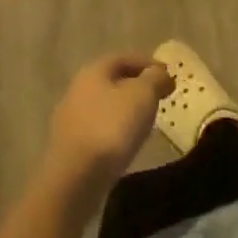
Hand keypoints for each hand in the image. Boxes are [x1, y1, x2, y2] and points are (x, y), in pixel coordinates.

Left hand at [42, 53, 173, 199]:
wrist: (75, 179)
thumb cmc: (112, 128)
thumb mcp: (143, 95)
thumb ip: (155, 79)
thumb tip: (160, 73)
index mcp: (93, 71)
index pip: (124, 58)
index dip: (149, 63)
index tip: (169, 75)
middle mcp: (77, 90)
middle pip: (112, 81)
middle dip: (137, 86)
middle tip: (159, 97)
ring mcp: (70, 120)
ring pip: (105, 106)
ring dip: (126, 110)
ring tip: (146, 122)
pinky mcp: (69, 148)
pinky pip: (98, 129)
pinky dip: (115, 130)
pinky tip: (127, 144)